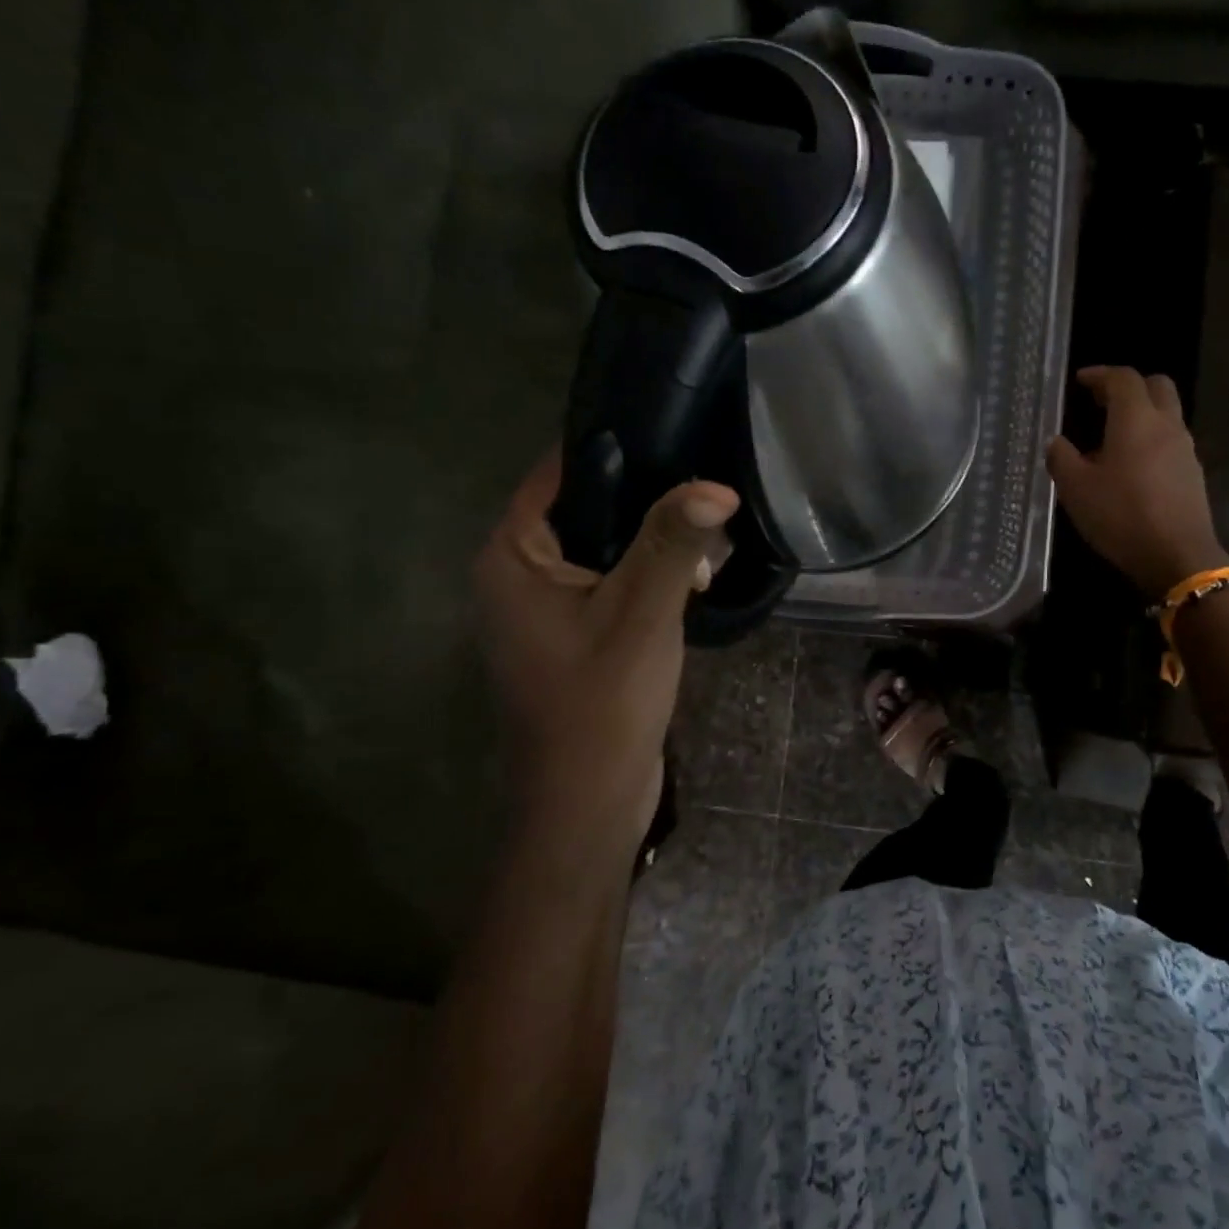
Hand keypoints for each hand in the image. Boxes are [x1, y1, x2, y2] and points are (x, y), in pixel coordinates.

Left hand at [474, 446, 736, 875]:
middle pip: (585, 507)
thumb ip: (673, 543)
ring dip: (652, 537)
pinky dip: (647, 571)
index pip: (559, 473)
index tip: (674, 426)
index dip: (615, 446)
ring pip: (603, 546)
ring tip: (711, 520)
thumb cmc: (601, 703)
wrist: (588, 802)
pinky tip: (695, 568)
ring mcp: (545, 607)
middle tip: (705, 478)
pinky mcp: (573, 633)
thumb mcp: (642, 613)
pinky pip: (610, 580)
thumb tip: (716, 485)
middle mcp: (518, 573)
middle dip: (645, 496)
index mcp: (512, 556)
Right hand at [1047, 366, 1228, 598]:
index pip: (1122, 379)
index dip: (1100, 374)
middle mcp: (1166, 425)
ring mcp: (1185, 449)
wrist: (1177, 556)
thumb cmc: (1121, 516)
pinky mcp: (1193, 473)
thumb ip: (1061, 458)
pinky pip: (1171, 441)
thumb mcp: (1075, 489)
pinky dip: (1151, 439)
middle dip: (1128, 386)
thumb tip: (1056, 441)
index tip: (1080, 380)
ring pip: (1167, 414)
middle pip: (1156, 386)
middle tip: (1101, 400)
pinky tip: (1130, 466)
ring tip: (1111, 436)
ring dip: (1141, 414)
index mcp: (1136, 420)